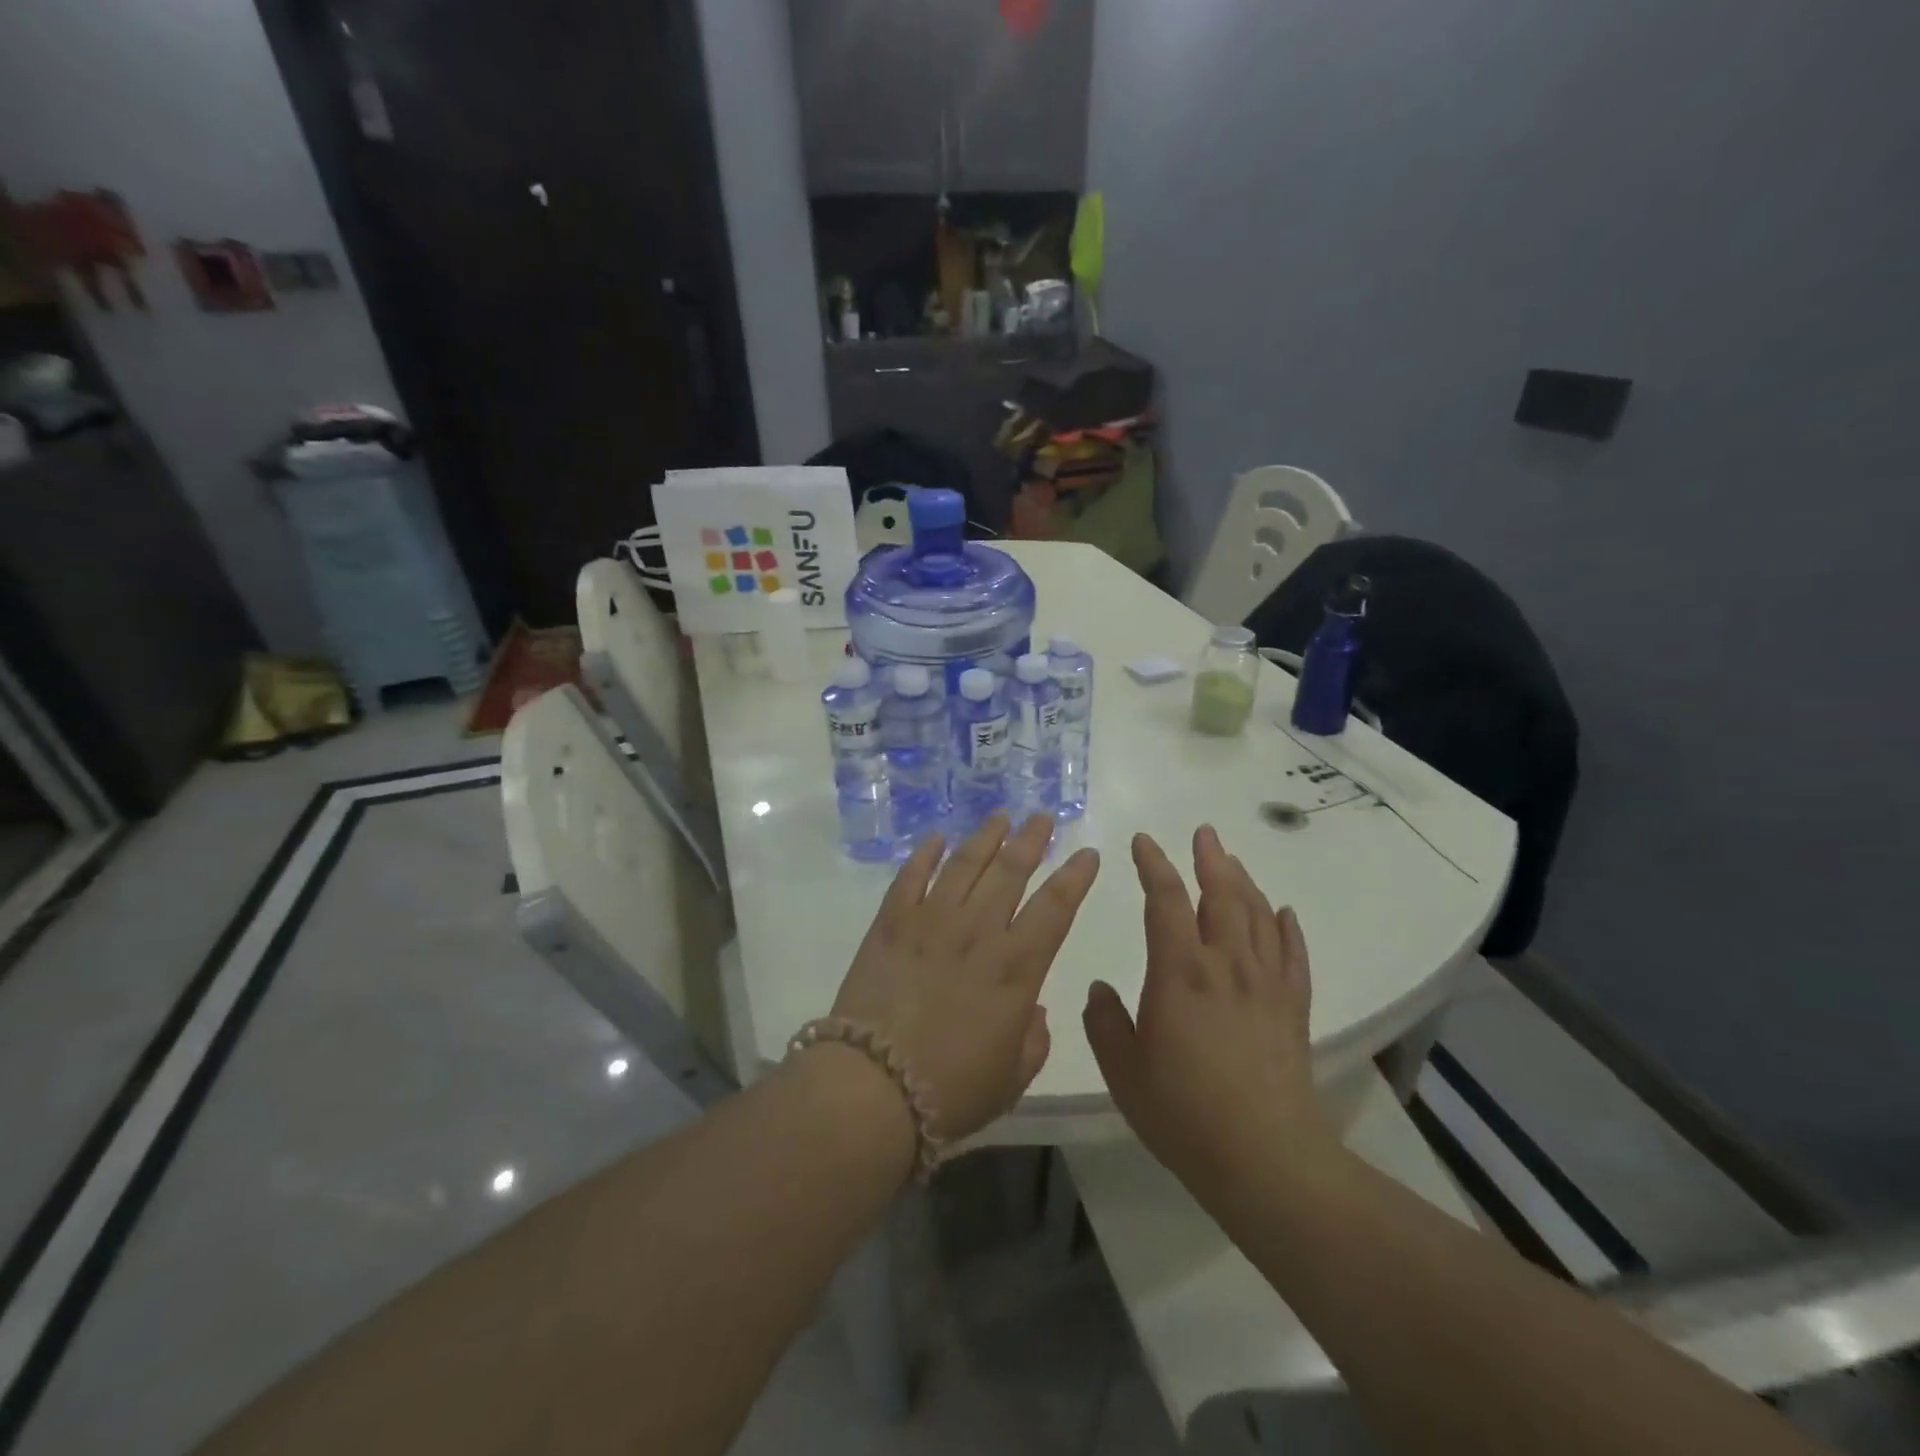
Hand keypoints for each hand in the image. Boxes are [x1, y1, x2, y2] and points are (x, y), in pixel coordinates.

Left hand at [827, 813, 1100, 1145]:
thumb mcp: (1013, 1076)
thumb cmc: (951, 1090)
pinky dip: (926, 854)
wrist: (873, 1087)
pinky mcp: (891, 923)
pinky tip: (937, 838)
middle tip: (1043, 818)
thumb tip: (1031, 1009)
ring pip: (965, 865)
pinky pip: (912, 876)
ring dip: (986, 837)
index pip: (1056, 907)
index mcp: (1016, 968)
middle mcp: (978, 932)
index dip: (1075, 877)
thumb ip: (1033, 1037)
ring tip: (1000, 817)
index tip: (1088, 853)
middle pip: (1011, 871)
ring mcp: (931, 921)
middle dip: (1032, 840)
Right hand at [1083, 825, 1334, 1202]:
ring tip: (1232, 860)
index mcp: (1179, 971)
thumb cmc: (1183, 1112)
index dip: (1154, 865)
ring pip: (1258, 916)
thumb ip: (1105, 1022)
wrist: (1265, 1159)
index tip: (1143, 842)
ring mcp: (1265, 984)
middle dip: (1209, 859)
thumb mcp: (1123, 1069)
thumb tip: (1098, 988)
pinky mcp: (1293, 1008)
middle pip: (1222, 895)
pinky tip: (1283, 912)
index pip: (1166, 900)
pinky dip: (1287, 927)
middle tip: (1204, 833)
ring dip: (1243, 882)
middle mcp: (1225, 964)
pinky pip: (1293, 954)